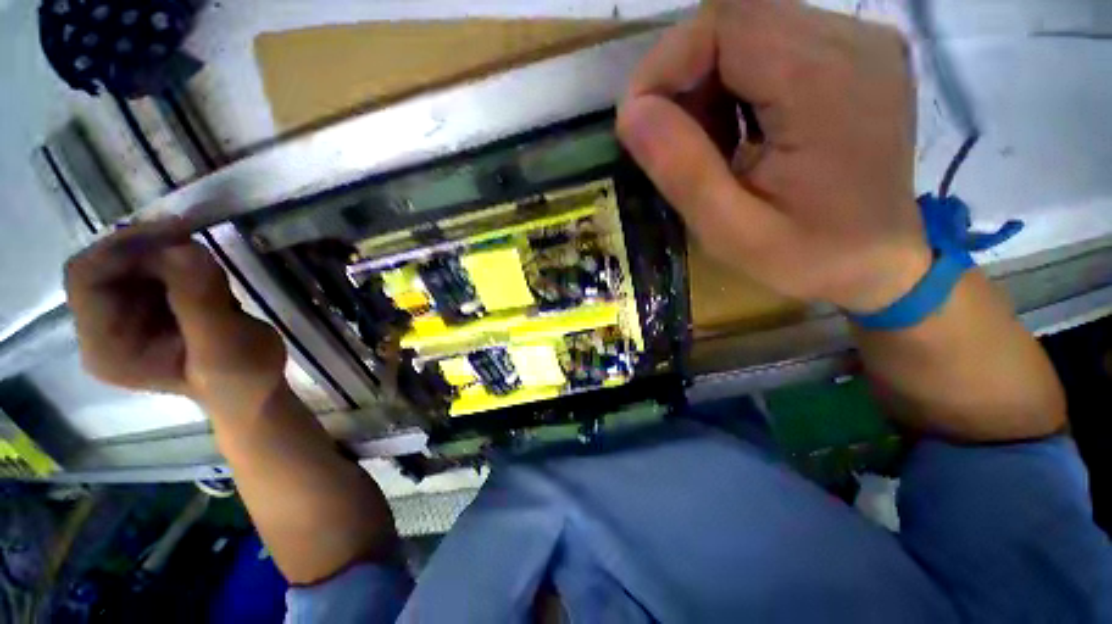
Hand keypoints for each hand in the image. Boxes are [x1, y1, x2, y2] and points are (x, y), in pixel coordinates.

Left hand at [64, 219, 286, 416]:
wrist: (253, 390)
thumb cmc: (240, 378)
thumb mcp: (225, 346)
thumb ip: (200, 302)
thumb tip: (183, 248)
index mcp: (106, 346)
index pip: (86, 279)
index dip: (121, 248)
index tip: (174, 233)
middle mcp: (103, 327)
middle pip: (105, 265)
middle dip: (147, 247)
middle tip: (194, 238)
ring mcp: (124, 317)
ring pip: (129, 261)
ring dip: (167, 253)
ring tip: (210, 271)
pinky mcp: (148, 308)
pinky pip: (150, 268)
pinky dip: (178, 260)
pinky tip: (208, 276)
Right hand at [617, 0, 931, 312]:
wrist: (881, 262)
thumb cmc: (808, 257)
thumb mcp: (730, 231)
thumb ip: (682, 171)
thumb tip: (631, 114)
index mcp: (825, 81)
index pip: (725, 23)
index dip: (666, 64)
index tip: (639, 123)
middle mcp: (851, 40)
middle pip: (736, 18)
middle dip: (684, 76)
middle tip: (670, 142)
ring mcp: (859, 42)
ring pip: (750, 29)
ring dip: (708, 83)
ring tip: (705, 144)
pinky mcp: (853, 55)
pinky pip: (773, 44)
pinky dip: (735, 83)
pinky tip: (737, 132)